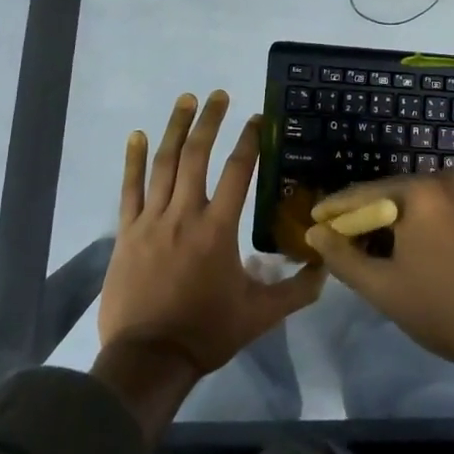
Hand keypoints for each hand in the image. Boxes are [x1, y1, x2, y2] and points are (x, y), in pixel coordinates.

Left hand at [99, 91, 325, 377]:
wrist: (148, 359)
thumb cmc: (206, 332)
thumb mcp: (259, 315)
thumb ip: (295, 290)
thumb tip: (326, 268)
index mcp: (218, 229)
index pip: (238, 172)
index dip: (249, 141)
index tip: (257, 118)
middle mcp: (185, 214)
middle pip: (197, 156)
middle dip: (209, 121)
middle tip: (219, 94)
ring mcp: (151, 220)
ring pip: (164, 164)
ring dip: (175, 128)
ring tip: (186, 100)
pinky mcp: (127, 232)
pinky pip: (129, 189)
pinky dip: (133, 160)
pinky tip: (137, 135)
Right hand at [303, 173, 453, 388]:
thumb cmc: (447, 310)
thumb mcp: (384, 288)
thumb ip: (343, 257)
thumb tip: (316, 232)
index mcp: (421, 191)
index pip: (364, 194)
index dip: (336, 209)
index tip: (313, 221)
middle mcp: (448, 180)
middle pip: (393, 195)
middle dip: (367, 219)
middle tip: (343, 243)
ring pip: (420, 205)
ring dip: (396, 224)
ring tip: (376, 253)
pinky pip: (444, 212)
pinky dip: (424, 227)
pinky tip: (417, 254)